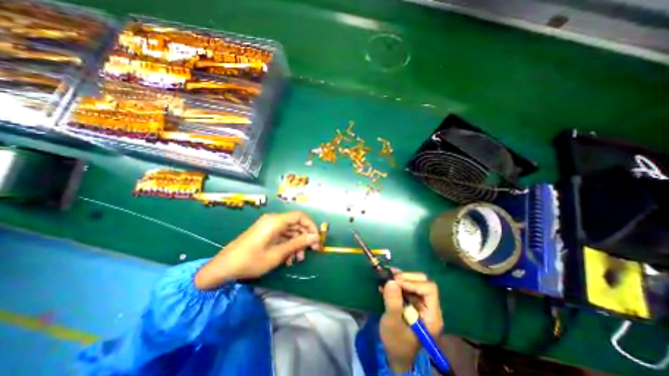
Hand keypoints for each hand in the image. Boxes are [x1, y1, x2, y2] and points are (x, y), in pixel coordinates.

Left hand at [193, 211, 321, 290]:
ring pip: (290, 231)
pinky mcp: (266, 233)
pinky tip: (288, 259)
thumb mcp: (277, 253)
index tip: (316, 239)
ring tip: (297, 259)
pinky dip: (288, 245)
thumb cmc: (251, 261)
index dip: (311, 226)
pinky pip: (282, 236)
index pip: (300, 216)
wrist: (224, 267)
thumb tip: (315, 237)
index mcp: (276, 221)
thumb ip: (297, 243)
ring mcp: (269, 227)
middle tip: (310, 252)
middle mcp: (273, 220)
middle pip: (296, 224)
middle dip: (304, 238)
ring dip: (296, 244)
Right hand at [382, 272, 441, 374]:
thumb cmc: (395, 342)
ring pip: (416, 283)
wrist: (394, 354)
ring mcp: (422, 305)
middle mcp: (430, 308)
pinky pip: (408, 287)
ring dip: (401, 278)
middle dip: (407, 278)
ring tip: (387, 276)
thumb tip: (391, 281)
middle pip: (424, 283)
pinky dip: (398, 282)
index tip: (396, 282)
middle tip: (392, 277)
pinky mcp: (414, 303)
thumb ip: (393, 303)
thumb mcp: (392, 323)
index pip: (429, 290)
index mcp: (432, 315)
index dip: (413, 283)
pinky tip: (387, 283)